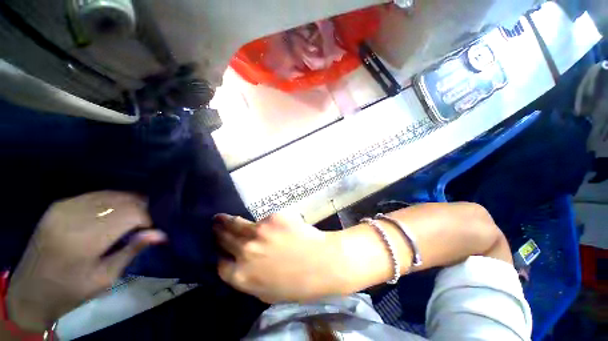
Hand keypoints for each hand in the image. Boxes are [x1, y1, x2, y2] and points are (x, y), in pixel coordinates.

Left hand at [6, 191, 165, 331]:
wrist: (32, 289)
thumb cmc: (71, 290)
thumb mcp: (105, 277)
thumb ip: (132, 251)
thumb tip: (161, 234)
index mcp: (84, 239)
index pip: (130, 214)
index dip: (148, 218)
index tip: (153, 229)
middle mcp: (73, 216)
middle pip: (121, 201)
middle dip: (141, 208)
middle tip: (147, 221)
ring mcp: (64, 207)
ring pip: (110, 194)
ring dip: (128, 202)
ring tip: (135, 215)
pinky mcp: (59, 205)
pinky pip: (95, 195)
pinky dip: (112, 200)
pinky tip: (115, 210)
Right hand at [213, 213, 346, 303]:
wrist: (323, 262)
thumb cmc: (298, 284)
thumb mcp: (267, 291)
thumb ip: (249, 278)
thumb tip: (239, 265)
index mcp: (241, 276)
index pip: (220, 264)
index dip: (219, 256)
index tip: (218, 250)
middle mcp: (245, 251)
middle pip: (223, 238)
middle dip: (217, 231)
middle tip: (214, 223)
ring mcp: (259, 231)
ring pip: (236, 224)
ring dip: (227, 221)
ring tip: (222, 217)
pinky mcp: (273, 217)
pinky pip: (264, 220)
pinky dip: (264, 223)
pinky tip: (272, 226)